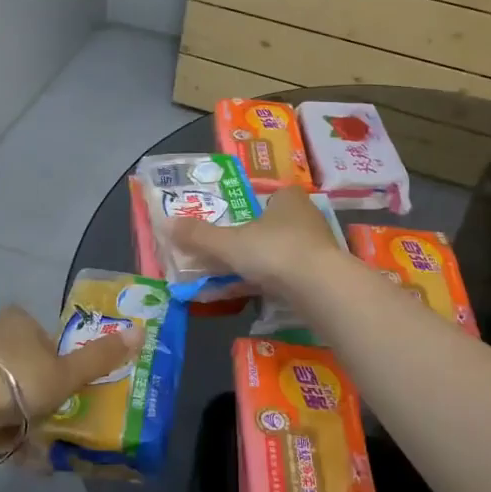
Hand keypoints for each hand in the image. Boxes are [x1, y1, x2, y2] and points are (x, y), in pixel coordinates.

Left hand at [0, 306, 142, 449]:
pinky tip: (8, 451)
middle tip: (51, 423)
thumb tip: (141, 332)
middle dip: (39, 398)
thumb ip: (100, 357)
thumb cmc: (17, 380)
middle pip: (27, 367)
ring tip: (32, 448)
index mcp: (21, 321)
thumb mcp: (66, 373)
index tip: (65, 391)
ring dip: (20, 419)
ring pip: (5, 392)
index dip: (60, 365)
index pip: (49, 340)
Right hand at [168, 186, 349, 295]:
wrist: (321, 288)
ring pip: (283, 252)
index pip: (270, 195)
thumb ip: (199, 236)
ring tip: (237, 278)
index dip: (252, 206)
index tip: (233, 223)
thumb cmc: (274, 251)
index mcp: (288, 199)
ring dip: (263, 264)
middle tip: (228, 253)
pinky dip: (275, 283)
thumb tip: (166, 224)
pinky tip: (258, 296)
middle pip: (274, 225)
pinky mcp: (324, 276)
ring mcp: (318, 248)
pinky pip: (292, 275)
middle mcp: (307, 217)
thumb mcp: (229, 243)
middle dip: (254, 240)